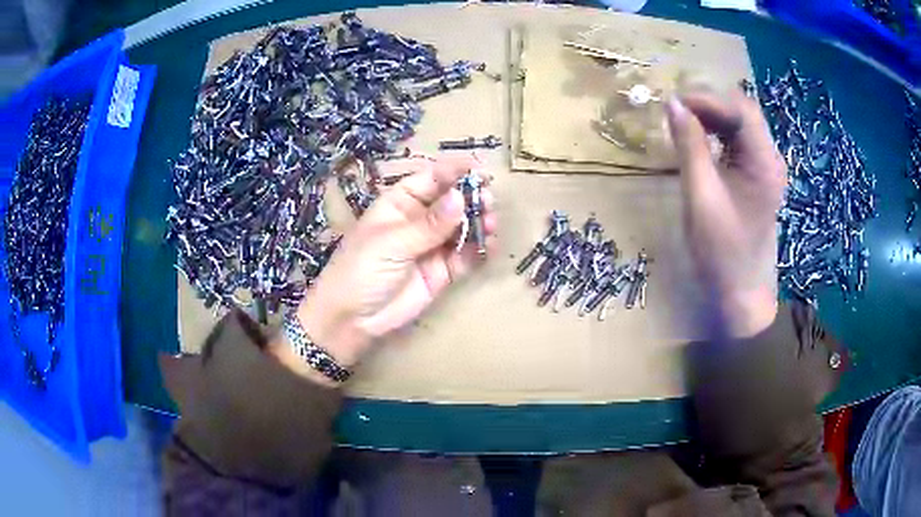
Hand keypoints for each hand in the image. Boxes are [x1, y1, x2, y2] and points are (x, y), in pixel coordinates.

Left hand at [276, 156, 495, 379]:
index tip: (479, 167)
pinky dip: (478, 250)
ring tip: (490, 223)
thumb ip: (430, 224)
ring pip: (462, 228)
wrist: (352, 319)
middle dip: (471, 198)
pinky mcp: (442, 271)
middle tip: (488, 200)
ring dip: (479, 222)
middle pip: (451, 201)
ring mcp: (431, 246)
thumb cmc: (361, 270)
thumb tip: (461, 197)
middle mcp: (418, 220)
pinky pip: (465, 256)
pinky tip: (489, 246)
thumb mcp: (392, 242)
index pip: (430, 179)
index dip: (454, 170)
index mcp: (399, 203)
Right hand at [665, 90, 785, 337]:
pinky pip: (739, 141)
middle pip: (743, 111)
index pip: (740, 110)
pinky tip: (698, 140)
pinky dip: (717, 133)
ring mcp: (766, 167)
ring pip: (740, 123)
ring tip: (682, 123)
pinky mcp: (758, 176)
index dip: (707, 99)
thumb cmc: (721, 252)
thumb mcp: (700, 197)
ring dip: (712, 117)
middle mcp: (771, 158)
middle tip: (676, 112)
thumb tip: (673, 104)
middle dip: (709, 104)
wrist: (739, 292)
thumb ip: (689, 147)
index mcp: (764, 163)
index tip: (673, 103)